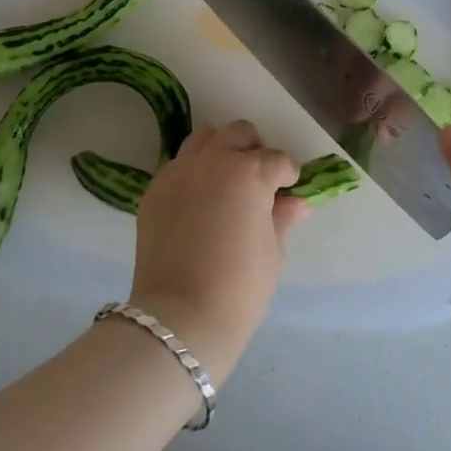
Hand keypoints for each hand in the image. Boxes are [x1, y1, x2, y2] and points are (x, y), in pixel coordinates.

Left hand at [129, 120, 309, 380]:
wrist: (180, 317)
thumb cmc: (239, 288)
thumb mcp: (273, 252)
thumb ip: (282, 217)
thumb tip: (296, 203)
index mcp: (250, 172)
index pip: (277, 160)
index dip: (287, 176)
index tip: (288, 192)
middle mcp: (214, 160)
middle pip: (239, 133)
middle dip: (254, 150)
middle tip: (258, 180)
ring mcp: (179, 171)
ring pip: (204, 138)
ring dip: (221, 150)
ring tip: (226, 180)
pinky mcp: (155, 188)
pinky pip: (178, 165)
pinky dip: (193, 172)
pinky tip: (198, 201)